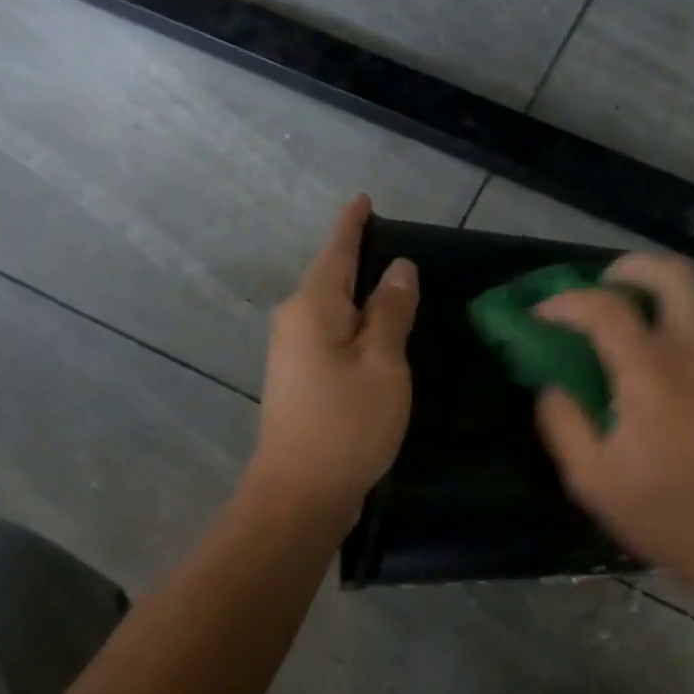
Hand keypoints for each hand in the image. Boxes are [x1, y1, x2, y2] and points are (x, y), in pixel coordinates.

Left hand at [249, 196, 418, 520]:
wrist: (300, 494)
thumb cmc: (347, 424)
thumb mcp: (382, 363)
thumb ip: (391, 312)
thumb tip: (398, 269)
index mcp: (313, 307)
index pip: (336, 251)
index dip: (353, 224)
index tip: (364, 199)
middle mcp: (294, 323)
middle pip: (331, 279)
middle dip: (360, 261)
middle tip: (400, 248)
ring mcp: (293, 355)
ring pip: (332, 312)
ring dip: (361, 299)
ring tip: (398, 290)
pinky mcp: (300, 383)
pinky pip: (332, 339)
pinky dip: (356, 330)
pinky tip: (379, 337)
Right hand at [535, 253, 693, 588]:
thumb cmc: (659, 512)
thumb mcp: (589, 477)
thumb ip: (561, 420)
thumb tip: (552, 383)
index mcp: (653, 375)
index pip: (606, 308)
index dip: (567, 302)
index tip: (545, 314)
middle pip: (676, 274)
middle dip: (635, 266)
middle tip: (607, 282)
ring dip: (666, 292)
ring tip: (638, 314)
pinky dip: (690, 329)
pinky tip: (675, 366)